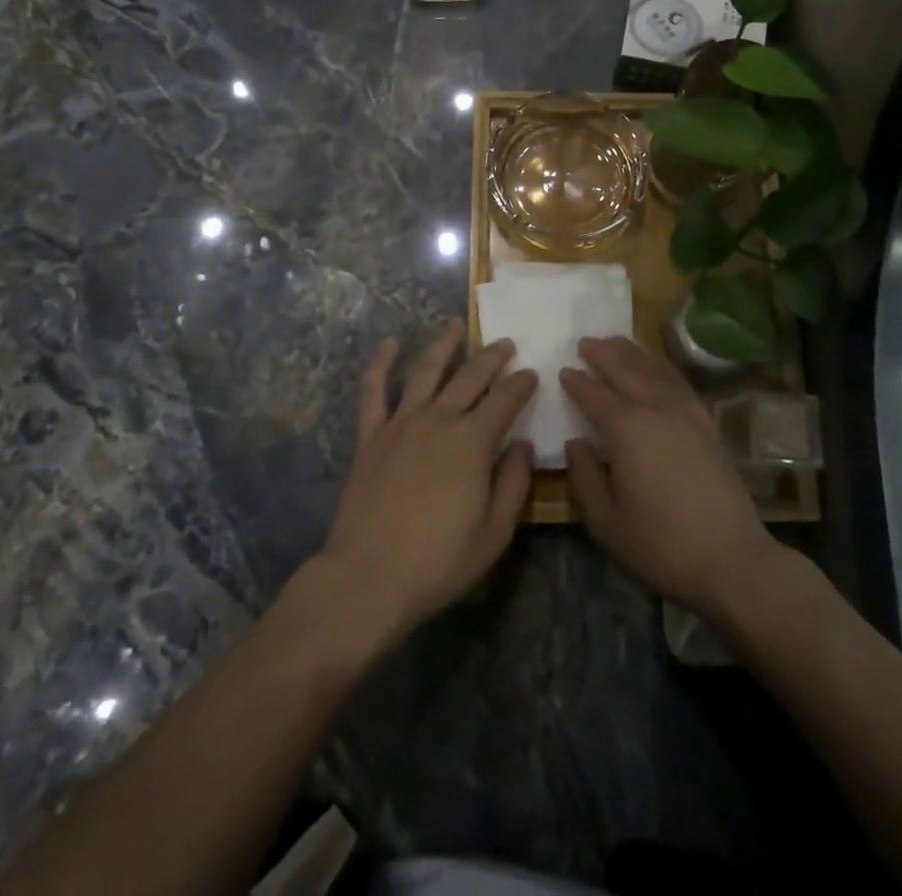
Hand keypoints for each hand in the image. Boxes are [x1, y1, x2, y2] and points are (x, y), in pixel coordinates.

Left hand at [318, 320, 537, 641]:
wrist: (368, 577)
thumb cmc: (439, 561)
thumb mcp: (494, 533)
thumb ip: (514, 482)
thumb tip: (523, 444)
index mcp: (474, 441)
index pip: (506, 399)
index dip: (522, 383)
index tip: (532, 374)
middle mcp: (440, 419)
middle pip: (471, 376)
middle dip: (492, 357)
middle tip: (506, 344)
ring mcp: (401, 423)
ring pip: (426, 370)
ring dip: (444, 344)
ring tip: (456, 323)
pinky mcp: (371, 436)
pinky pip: (373, 391)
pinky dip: (380, 363)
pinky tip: (390, 343)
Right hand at [561, 336, 783, 617]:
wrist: (731, 559)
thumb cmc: (660, 545)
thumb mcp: (606, 521)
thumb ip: (584, 477)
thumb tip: (574, 443)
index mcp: (627, 429)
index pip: (595, 395)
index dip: (577, 382)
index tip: (564, 370)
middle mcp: (656, 409)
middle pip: (626, 370)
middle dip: (603, 354)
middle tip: (585, 341)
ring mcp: (687, 414)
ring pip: (655, 370)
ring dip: (633, 353)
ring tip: (616, 341)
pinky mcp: (707, 424)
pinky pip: (679, 383)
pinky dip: (662, 368)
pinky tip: (656, 368)